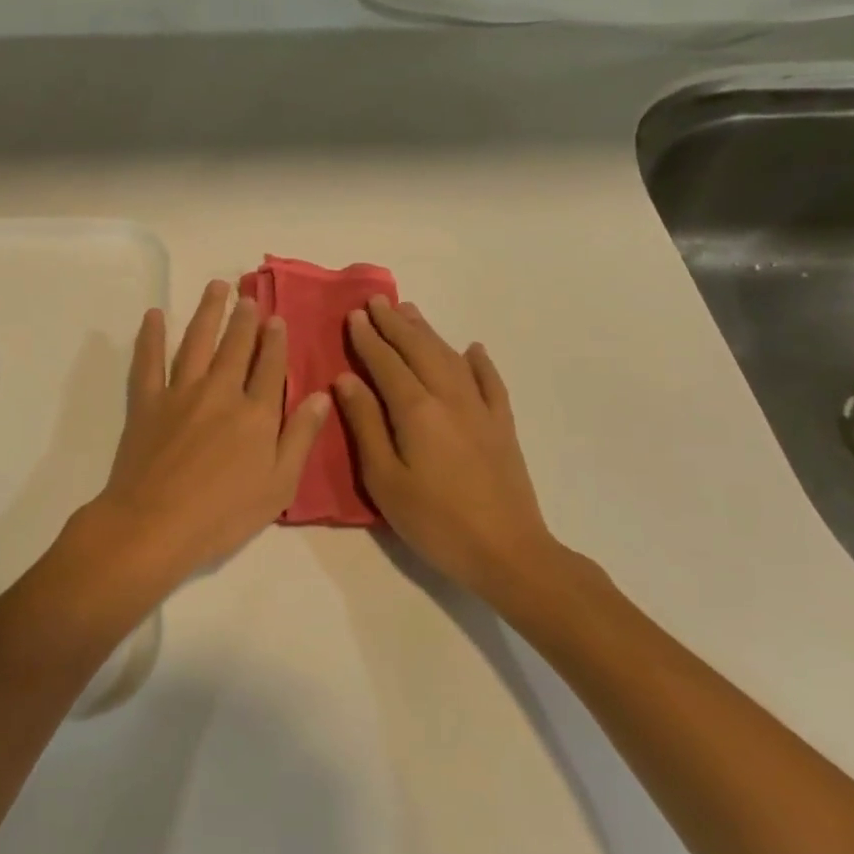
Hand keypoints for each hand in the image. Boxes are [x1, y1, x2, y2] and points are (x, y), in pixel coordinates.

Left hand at [86, 280, 329, 578]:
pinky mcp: (147, 402)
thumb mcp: (279, 485)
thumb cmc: (224, 515)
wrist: (155, 524)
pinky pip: (148, 361)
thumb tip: (321, 395)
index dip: (276, 341)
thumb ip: (300, 437)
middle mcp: (221, 392)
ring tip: (216, 288)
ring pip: (197, 342)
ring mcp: (180, 393)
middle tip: (249, 296)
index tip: (277, 318)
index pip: (271, 367)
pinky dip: (151, 336)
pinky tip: (155, 315)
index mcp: (256, 413)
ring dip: (207, 313)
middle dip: (245, 319)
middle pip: (236, 346)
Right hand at [333, 295, 568, 603]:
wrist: (507, 551)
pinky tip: (473, 349)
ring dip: (428, 332)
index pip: (386, 363)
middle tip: (376, 301)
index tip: (354, 315)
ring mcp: (481, 410)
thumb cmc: (434, 521)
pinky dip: (479, 362)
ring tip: (410, 312)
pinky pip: (491, 382)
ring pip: (451, 358)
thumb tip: (346, 379)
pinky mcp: (503, 426)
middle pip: (419, 350)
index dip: (368, 338)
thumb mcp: (384, 479)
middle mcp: (449, 398)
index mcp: (416, 410)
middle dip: (395, 324)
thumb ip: (365, 424)